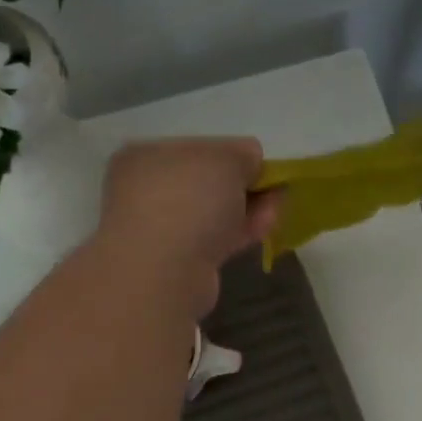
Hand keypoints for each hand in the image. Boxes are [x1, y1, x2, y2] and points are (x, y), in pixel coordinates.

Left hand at [97, 137, 281, 317]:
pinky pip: (214, 239)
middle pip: (205, 182)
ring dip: (245, 208)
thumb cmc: (189, 199)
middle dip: (241, 184)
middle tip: (273, 188)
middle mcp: (145, 190)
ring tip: (276, 207)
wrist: (164, 272)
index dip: (232, 153)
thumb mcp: (226, 160)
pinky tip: (265, 227)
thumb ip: (243, 154)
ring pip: (211, 213)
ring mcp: (159, 229)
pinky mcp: (177, 262)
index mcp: (146, 155)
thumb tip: (251, 161)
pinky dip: (239, 231)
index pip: (196, 147)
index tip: (260, 164)